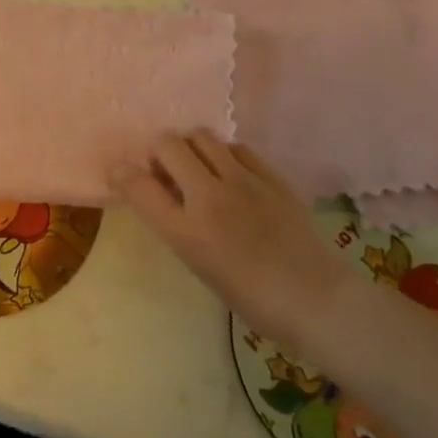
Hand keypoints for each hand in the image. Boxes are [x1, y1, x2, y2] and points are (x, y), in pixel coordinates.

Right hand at [114, 131, 361, 355]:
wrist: (317, 301)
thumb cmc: (251, 296)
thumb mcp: (199, 264)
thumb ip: (173, 221)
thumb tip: (158, 188)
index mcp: (187, 233)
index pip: (138, 186)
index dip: (122, 174)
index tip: (121, 174)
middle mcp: (210, 199)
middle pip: (167, 144)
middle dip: (158, 153)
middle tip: (166, 173)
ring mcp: (244, 182)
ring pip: (201, 136)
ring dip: (190, 148)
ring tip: (198, 169)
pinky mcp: (271, 177)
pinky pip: (236, 147)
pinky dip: (224, 155)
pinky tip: (231, 175)